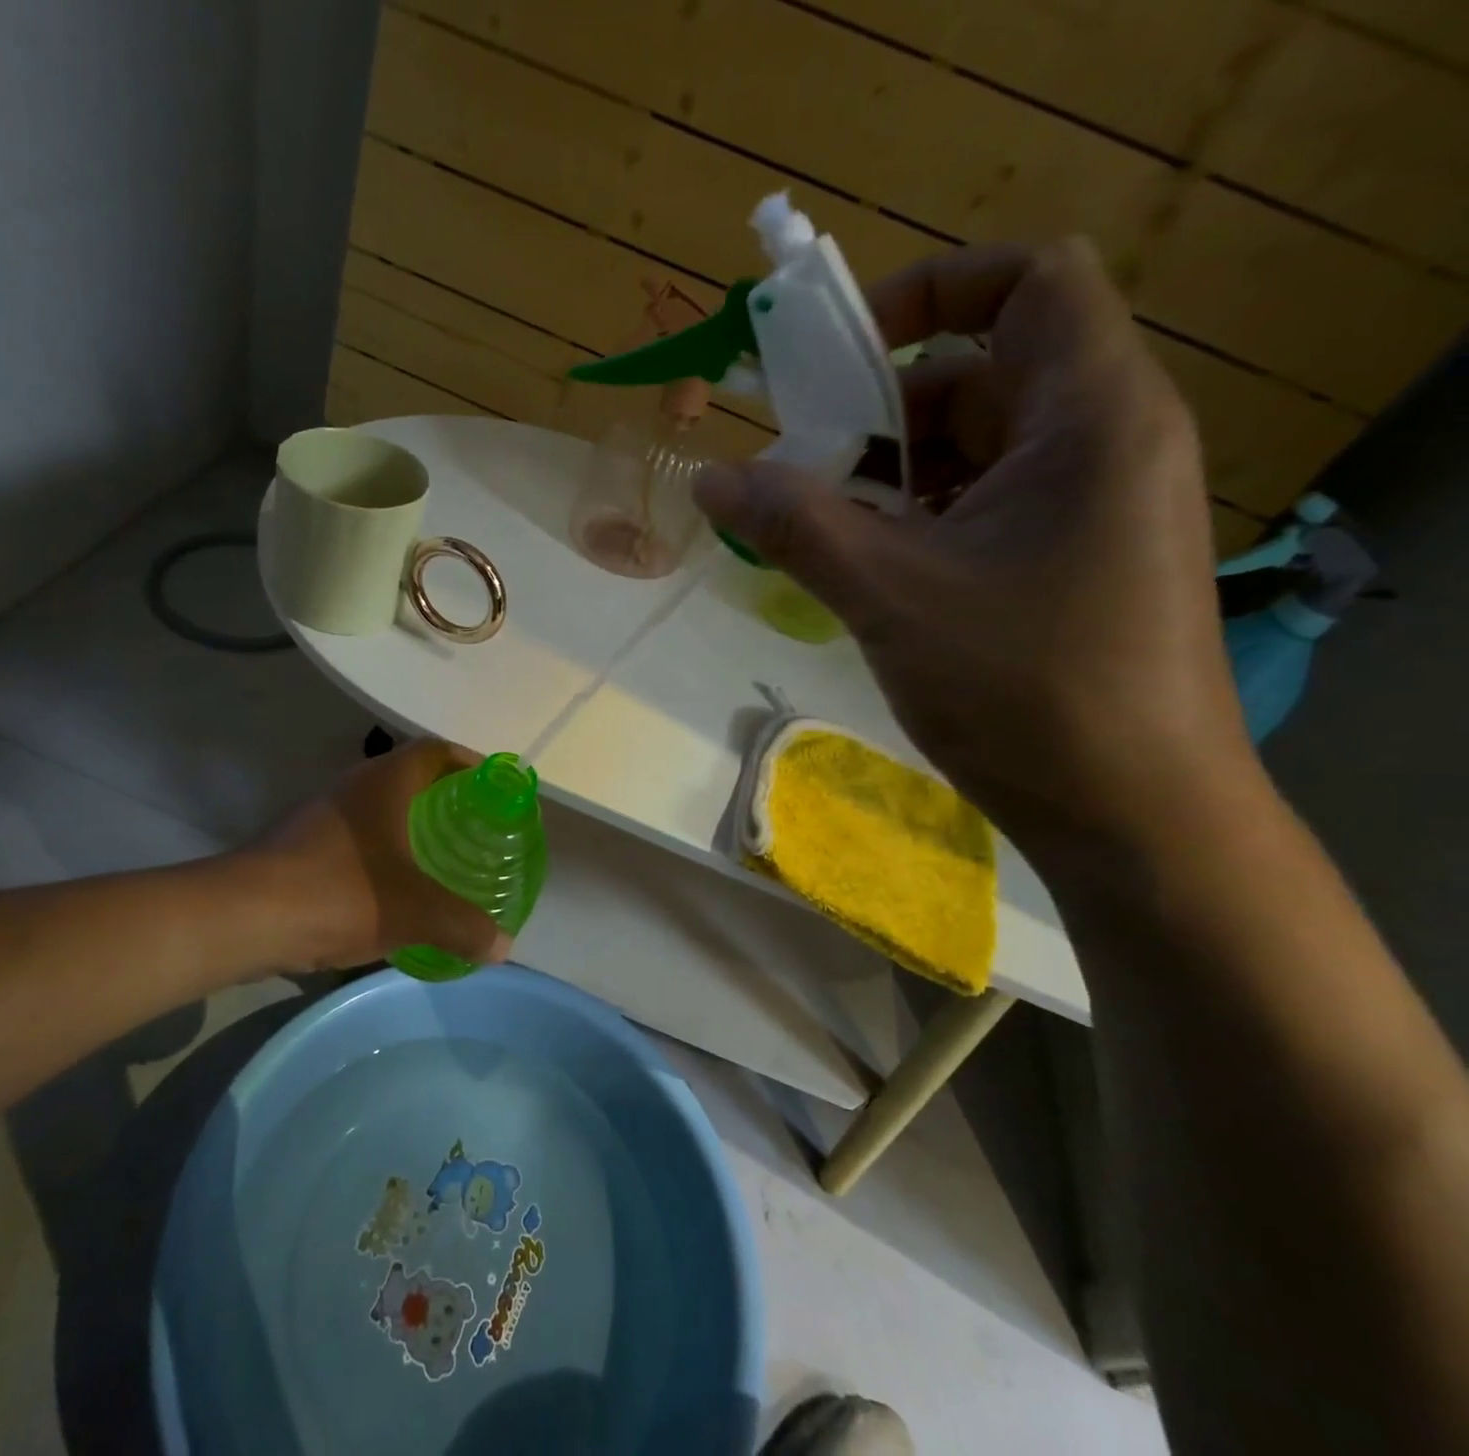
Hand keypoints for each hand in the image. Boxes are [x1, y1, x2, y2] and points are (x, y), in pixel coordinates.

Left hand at [247, 739, 509, 971]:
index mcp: (384, 781)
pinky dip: (379, 850)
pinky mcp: (298, 842)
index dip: (468, 762)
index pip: (435, 750)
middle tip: (472, 827)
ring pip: (377, 807)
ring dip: (407, 824)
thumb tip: (502, 945)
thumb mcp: (413, 913)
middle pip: (407, 775)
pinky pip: (353, 835)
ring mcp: (320, 812)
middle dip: (442, 797)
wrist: (242, 917)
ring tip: (437, 856)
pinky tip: (390, 885)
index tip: (491, 788)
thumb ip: (463, 926)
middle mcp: (352, 785)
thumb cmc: (339, 893)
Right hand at [695, 240, 1259, 860]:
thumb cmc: (1025, 689)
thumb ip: (796, 525)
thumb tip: (709, 477)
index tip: (838, 355)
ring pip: (969, 450)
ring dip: (885, 478)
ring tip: (817, 531)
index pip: (1028, 281)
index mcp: (1091, 416)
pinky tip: (862, 569)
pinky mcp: (1067, 559)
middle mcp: (1102, 441)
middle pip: (978, 374)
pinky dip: (912, 521)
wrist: (1132, 813)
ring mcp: (1087, 505)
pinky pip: (977, 507)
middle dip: (878, 413)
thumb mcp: (891, 596)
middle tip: (798, 470)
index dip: (929, 290)